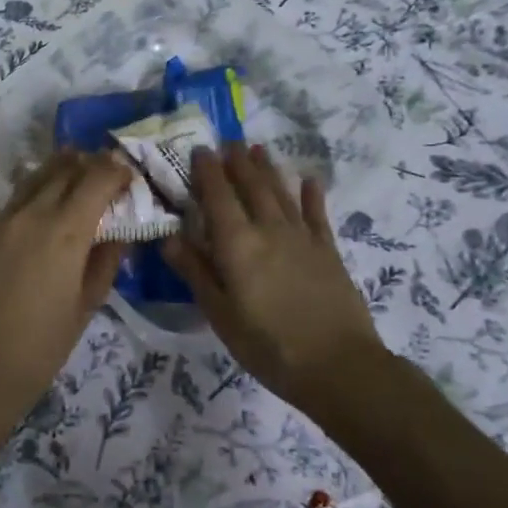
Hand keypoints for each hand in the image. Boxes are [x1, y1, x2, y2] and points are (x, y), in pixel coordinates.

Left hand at [0, 150, 129, 417]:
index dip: (116, 171)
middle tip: (108, 167)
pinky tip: (45, 201)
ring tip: (77, 165)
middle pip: (64, 170)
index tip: (129, 174)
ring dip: (60, 168)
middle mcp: (32, 215)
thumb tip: (117, 233)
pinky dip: (37, 189)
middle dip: (90, 164)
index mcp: (64, 231)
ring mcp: (3, 223)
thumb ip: (105, 262)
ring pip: (35, 178)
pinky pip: (16, 200)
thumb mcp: (86, 305)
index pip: (95, 180)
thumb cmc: (42, 346)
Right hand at [164, 144, 383, 407]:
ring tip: (257, 149)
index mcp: (238, 244)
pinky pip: (316, 214)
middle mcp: (269, 229)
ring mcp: (302, 237)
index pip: (218, 196)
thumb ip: (196, 272)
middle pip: (251, 186)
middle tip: (228, 142)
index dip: (207, 171)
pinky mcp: (328, 250)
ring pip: (281, 193)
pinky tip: (308, 180)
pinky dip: (311, 195)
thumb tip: (169, 237)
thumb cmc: (268, 345)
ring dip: (268, 169)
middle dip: (237, 162)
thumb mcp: (220, 315)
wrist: (337, 365)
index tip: (199, 149)